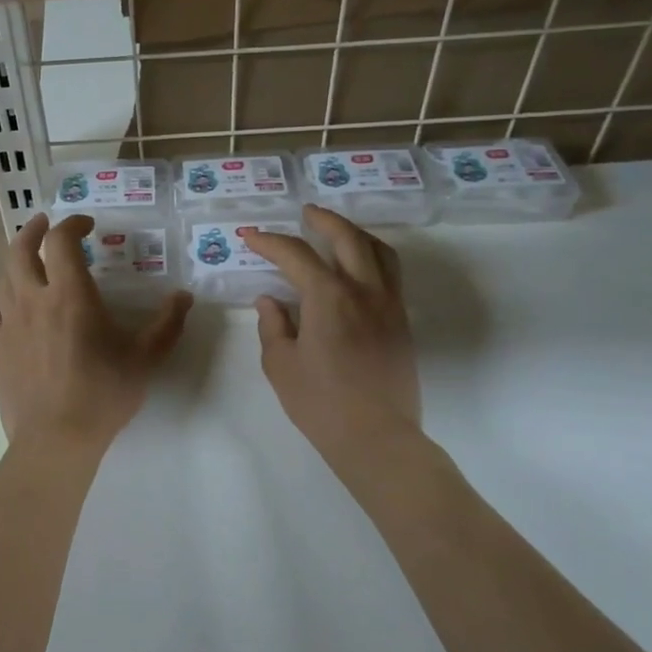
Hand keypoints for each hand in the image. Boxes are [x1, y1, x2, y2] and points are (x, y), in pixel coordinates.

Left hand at [0, 214, 191, 457]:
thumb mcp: (145, 357)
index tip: (86, 225)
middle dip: (32, 230)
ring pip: (3, 278)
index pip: (61, 241)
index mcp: (69, 294)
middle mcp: (33, 299)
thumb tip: (184, 297)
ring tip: (29, 261)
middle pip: (19, 249)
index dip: (71, 224)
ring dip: (16, 261)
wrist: (56, 439)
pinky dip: (2, 300)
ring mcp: (10, 324)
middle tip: (44, 224)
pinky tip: (11, 306)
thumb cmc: (104, 393)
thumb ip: (167, 324)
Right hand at [239, 205, 421, 469]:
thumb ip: (273, 326)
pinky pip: (391, 273)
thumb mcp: (281, 365)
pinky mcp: (401, 322)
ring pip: (378, 251)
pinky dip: (373, 256)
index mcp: (329, 297)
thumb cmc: (321, 403)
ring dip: (355, 233)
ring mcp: (388, 305)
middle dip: (323, 220)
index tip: (250, 236)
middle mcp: (363, 291)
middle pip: (347, 238)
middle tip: (305, 213)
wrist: (377, 439)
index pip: (295, 255)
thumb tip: (271, 301)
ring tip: (337, 231)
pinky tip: (358, 267)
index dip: (269, 241)